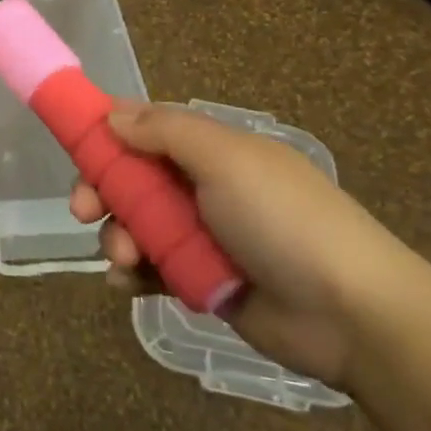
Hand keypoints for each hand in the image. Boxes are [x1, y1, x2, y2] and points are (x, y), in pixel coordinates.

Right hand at [69, 103, 430, 388]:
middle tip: (83, 210)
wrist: (353, 315)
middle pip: (132, 179)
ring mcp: (203, 236)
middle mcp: (203, 187)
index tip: (77, 149)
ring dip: (117, 236)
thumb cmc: (284, 220)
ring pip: (136, 225)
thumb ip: (165, 131)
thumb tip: (113, 115)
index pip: (147, 129)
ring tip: (124, 258)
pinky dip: (132, 274)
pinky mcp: (202, 280)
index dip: (108, 135)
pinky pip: (152, 269)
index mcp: (212, 150)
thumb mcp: (226, 160)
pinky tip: (126, 283)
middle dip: (103, 191)